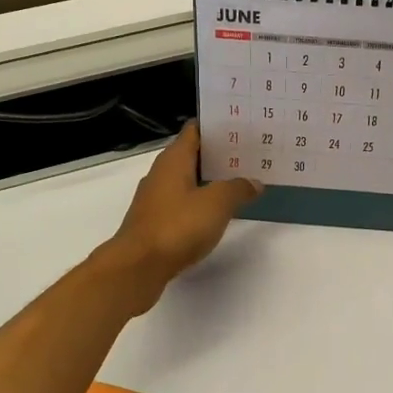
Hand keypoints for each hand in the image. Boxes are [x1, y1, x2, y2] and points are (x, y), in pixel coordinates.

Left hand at [102, 121, 260, 310]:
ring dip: (211, 179)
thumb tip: (254, 182)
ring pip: (187, 179)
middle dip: (219, 153)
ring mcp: (156, 198)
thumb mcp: (217, 203)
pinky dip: (200, 202)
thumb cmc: (177, 226)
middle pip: (193, 154)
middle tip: (250, 154)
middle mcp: (161, 173)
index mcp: (173, 159)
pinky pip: (182, 202)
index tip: (242, 125)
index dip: (217, 125)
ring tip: (240, 180)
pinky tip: (218, 211)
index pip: (195, 130)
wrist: (138, 267)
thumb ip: (238, 188)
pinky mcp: (156, 222)